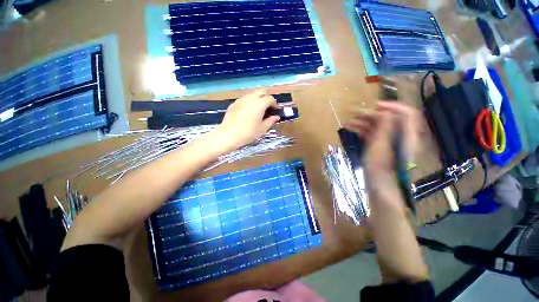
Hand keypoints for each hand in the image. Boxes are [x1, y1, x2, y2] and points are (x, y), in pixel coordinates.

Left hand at [216, 90, 279, 150]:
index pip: (270, 98)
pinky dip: (249, 102)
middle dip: (267, 97)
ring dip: (258, 98)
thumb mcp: (262, 129)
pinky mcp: (234, 103)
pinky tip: (248, 112)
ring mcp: (241, 100)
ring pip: (252, 94)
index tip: (275, 110)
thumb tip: (276, 117)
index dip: (275, 104)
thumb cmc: (248, 133)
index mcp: (259, 104)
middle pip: (261, 91)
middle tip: (268, 107)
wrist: (228, 135)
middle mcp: (250, 98)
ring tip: (259, 109)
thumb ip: (271, 121)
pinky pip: (244, 99)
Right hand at [344, 102, 422, 206]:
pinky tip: (351, 130)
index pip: (407, 114)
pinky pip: (373, 135)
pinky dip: (362, 131)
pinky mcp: (381, 148)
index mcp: (406, 135)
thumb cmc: (380, 168)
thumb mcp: (380, 146)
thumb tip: (384, 111)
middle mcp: (400, 136)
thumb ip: (384, 127)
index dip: (392, 106)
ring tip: (348, 122)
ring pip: (379, 127)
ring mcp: (389, 142)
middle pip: (389, 119)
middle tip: (355, 114)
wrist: (379, 186)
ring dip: (364, 122)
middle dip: (371, 114)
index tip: (375, 106)